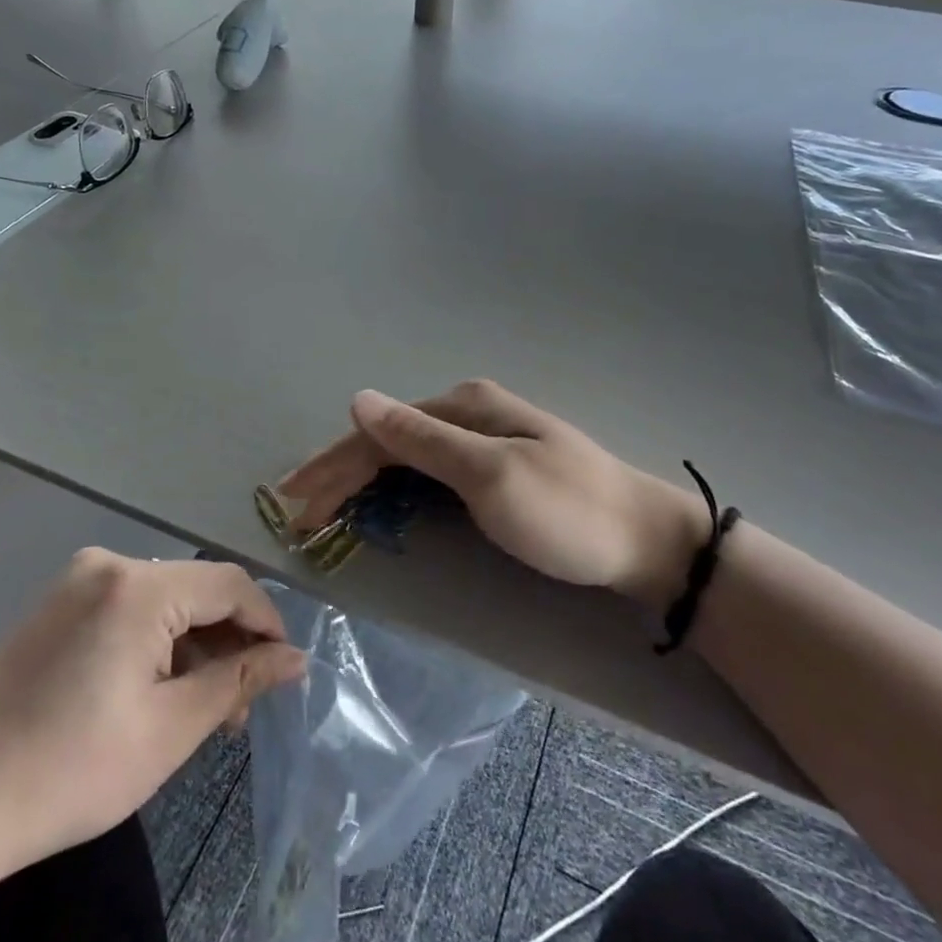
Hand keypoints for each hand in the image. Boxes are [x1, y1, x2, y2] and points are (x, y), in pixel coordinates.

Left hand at [0, 551, 306, 893]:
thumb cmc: (68, 770)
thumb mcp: (170, 729)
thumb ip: (238, 681)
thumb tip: (295, 658)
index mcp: (138, 585)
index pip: (230, 583)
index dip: (266, 623)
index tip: (284, 672)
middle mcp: (108, 565)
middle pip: (195, 590)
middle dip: (228, 641)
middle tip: (239, 708)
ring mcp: (74, 583)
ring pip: (162, 601)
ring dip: (192, 646)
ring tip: (202, 710)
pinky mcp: (53, 607)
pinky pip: (126, 610)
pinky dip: (154, 643)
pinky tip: (155, 692)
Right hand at [279, 380, 705, 603]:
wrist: (647, 542)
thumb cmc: (567, 513)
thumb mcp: (490, 476)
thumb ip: (422, 438)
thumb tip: (358, 399)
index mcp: (464, 407)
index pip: (378, 433)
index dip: (332, 468)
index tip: (294, 506)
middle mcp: (468, 413)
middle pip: (386, 441)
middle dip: (338, 474)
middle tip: (296, 512)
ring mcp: (483, 439)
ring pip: (404, 456)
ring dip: (360, 481)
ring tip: (323, 508)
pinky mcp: (495, 468)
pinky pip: (426, 471)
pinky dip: (393, 487)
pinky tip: (377, 500)